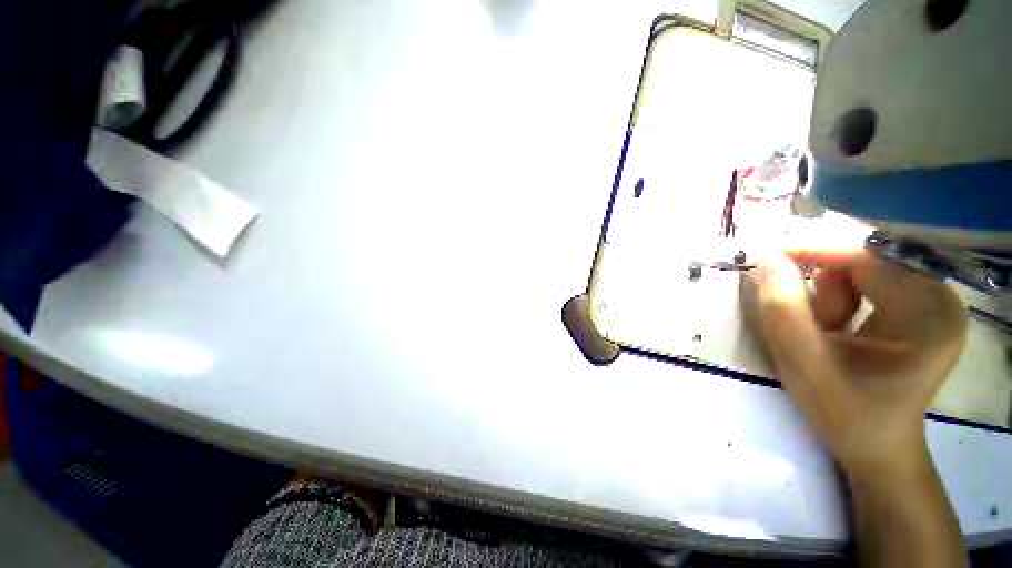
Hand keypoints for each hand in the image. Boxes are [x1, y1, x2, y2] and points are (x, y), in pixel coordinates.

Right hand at [740, 248, 966, 483]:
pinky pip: (868, 285)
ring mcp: (933, 306)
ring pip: (863, 275)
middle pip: (865, 266)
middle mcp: (940, 301)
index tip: (768, 261)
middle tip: (809, 324)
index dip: (814, 254)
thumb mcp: (803, 363)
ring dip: (831, 298)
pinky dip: (840, 302)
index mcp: (930, 315)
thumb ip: (782, 310)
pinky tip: (838, 331)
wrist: (874, 447)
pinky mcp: (920, 312)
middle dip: (824, 289)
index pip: (866, 261)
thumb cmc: (844, 412)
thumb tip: (766, 258)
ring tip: (827, 334)